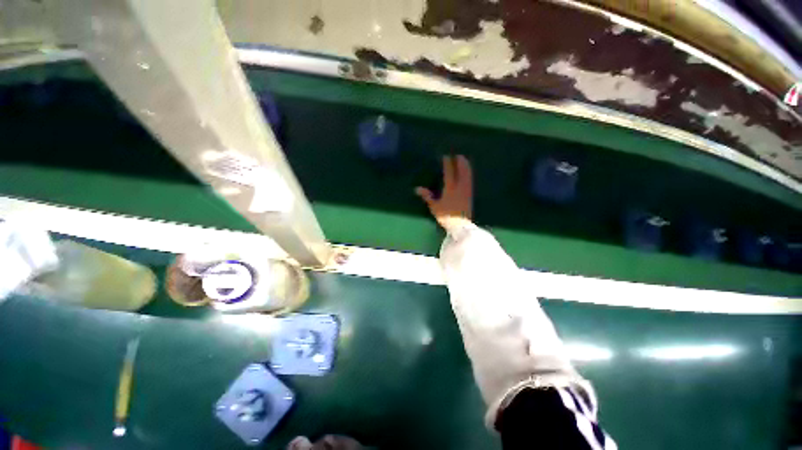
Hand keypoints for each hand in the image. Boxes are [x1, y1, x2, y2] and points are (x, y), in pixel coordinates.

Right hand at [416, 155, 472, 232]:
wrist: (460, 225)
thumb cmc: (446, 216)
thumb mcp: (434, 206)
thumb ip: (427, 196)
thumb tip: (417, 189)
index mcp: (450, 188)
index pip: (449, 172)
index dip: (448, 163)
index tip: (446, 156)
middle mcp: (460, 186)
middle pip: (462, 170)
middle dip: (460, 161)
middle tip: (457, 155)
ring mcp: (466, 190)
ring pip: (468, 174)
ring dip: (466, 166)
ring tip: (464, 160)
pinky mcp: (470, 194)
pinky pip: (470, 180)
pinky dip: (469, 173)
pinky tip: (468, 173)